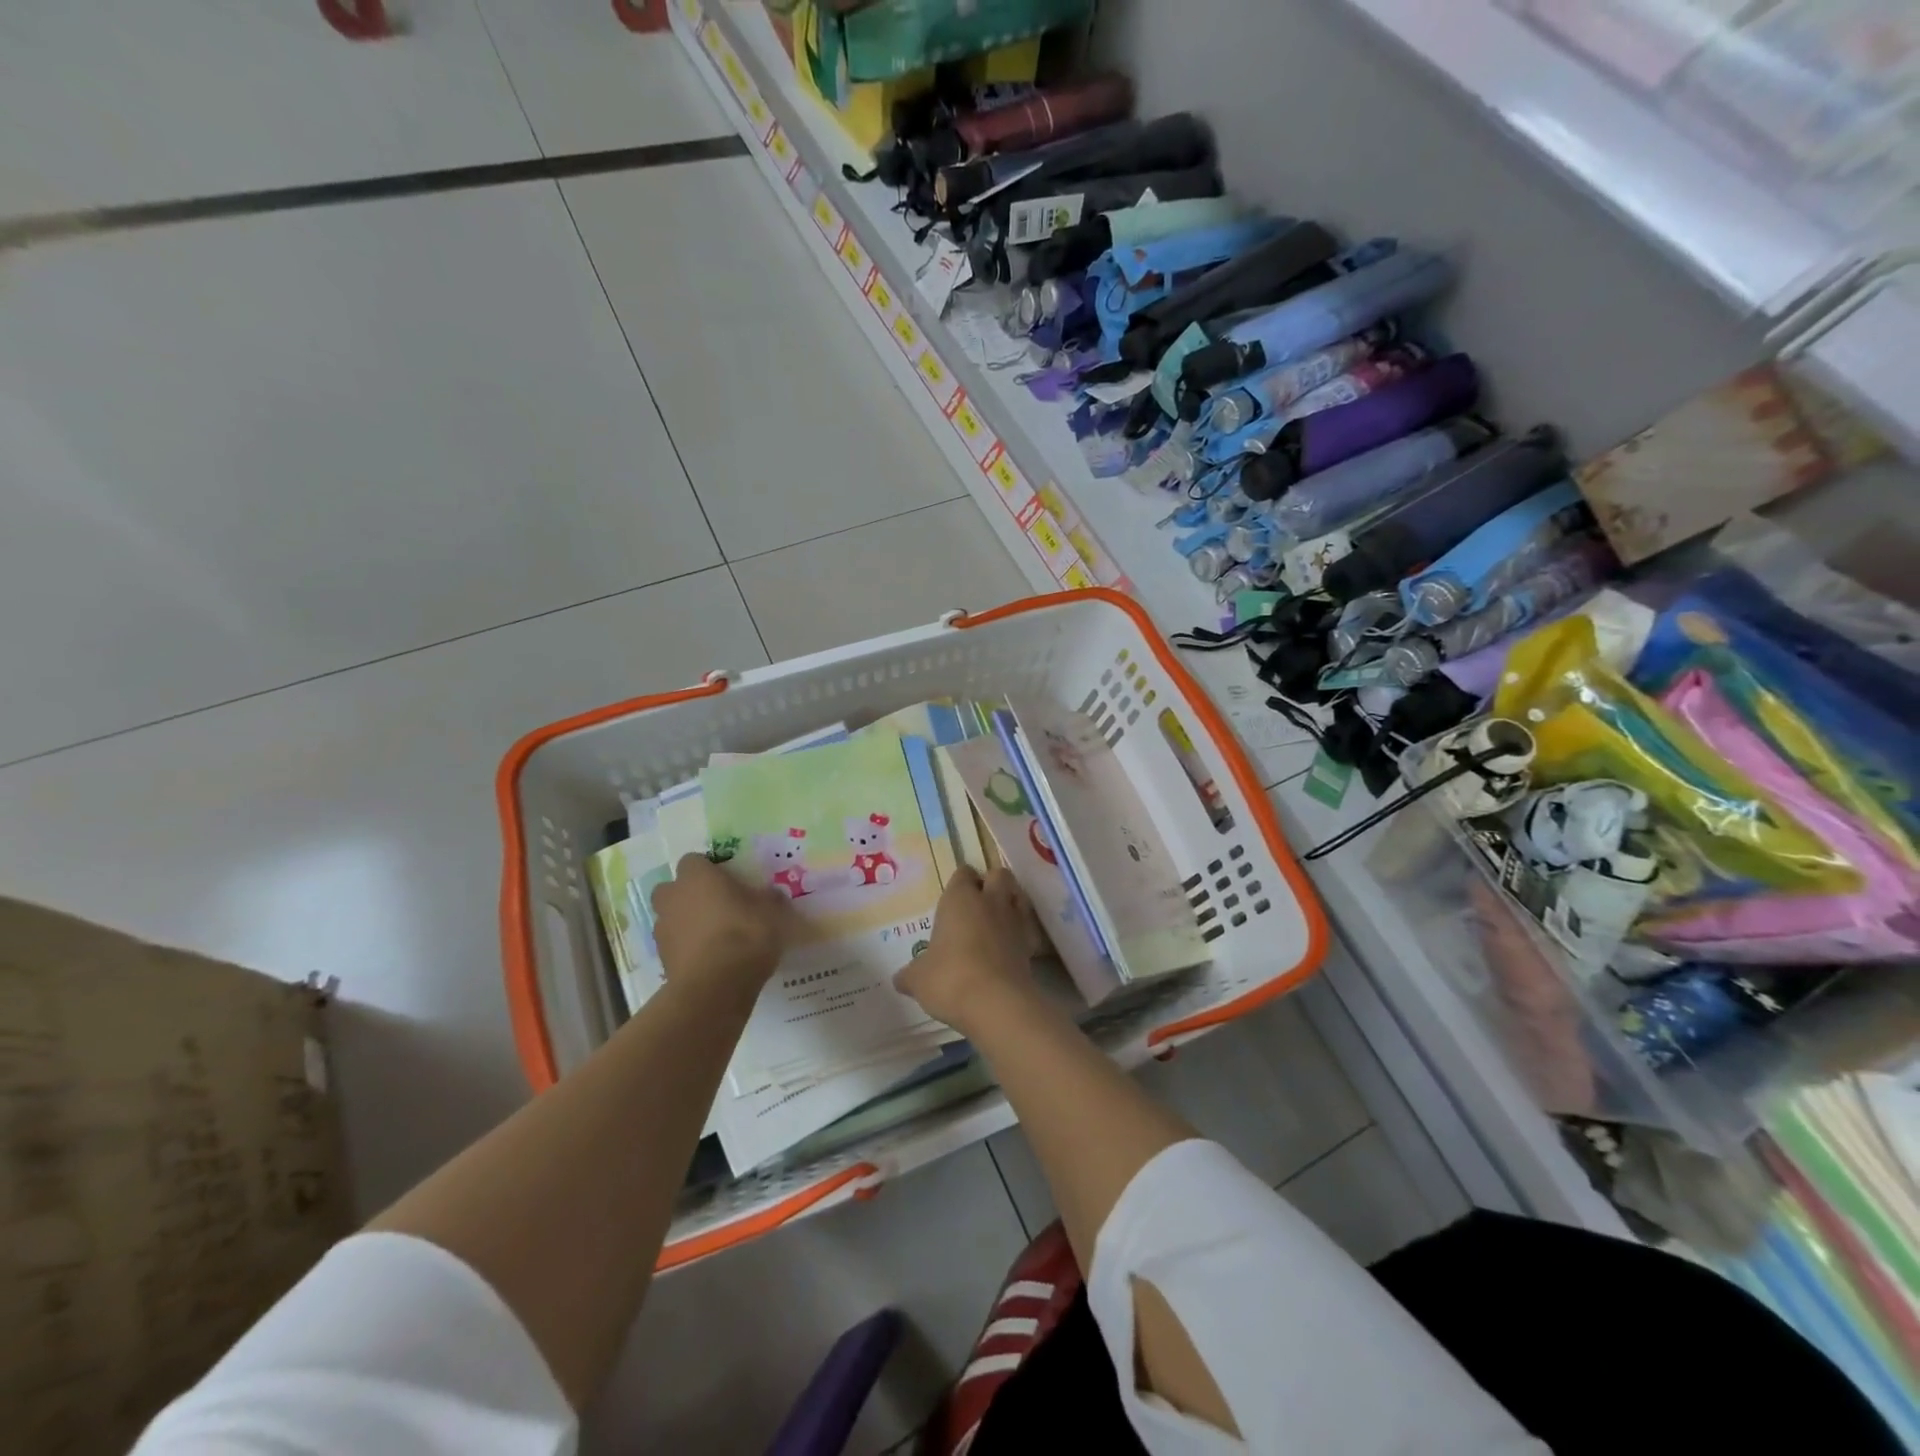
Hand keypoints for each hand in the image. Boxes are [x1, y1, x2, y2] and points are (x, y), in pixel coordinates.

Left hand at [650, 855, 796, 1003]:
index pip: (694, 860)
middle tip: (715, 906)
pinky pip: (674, 945)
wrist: (716, 987)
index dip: (709, 870)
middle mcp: (673, 897)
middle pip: (672, 888)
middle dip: (688, 895)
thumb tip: (771, 894)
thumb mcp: (772, 912)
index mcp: (697, 877)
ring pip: (670, 918)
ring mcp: (663, 929)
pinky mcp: (662, 960)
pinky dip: (687, 948)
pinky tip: (710, 959)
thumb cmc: (745, 935)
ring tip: (714, 937)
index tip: (728, 882)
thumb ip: (769, 899)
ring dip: (686, 922)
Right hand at [895, 868, 1035, 1034]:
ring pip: (1018, 896)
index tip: (953, 896)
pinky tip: (1011, 947)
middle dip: (991, 883)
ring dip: (1010, 903)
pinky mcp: (1031, 944)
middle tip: (978, 903)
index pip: (963, 873)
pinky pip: (1029, 928)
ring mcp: (1014, 921)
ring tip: (997, 921)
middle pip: (998, 874)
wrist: (996, 1003)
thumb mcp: (918, 979)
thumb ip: (910, 974)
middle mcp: (990, 901)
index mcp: (960, 898)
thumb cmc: (949, 979)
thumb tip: (900, 979)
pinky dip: (1022, 933)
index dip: (960, 882)